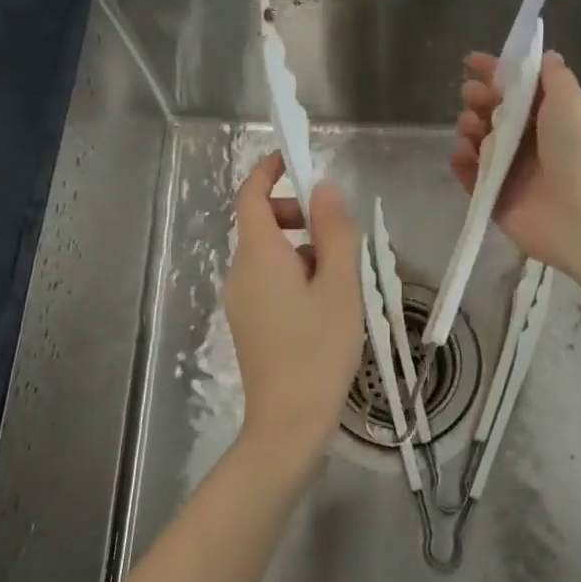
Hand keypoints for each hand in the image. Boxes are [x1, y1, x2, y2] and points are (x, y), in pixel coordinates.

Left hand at [224, 152, 365, 457]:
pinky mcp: (248, 322)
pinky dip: (293, 273)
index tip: (293, 158)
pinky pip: (268, 280)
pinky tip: (323, 306)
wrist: (288, 423)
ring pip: (268, 254)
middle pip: (260, 223)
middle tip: (335, 234)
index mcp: (259, 256)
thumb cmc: (319, 349)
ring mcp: (240, 300)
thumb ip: (334, 232)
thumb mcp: (340, 285)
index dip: (268, 171)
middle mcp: (240, 272)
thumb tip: (323, 189)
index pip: (250, 196)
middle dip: (295, 214)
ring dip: (301, 248)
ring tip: (339, 281)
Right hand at [449, 50, 580, 271]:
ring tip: (470, 128)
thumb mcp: (570, 100)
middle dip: (479, 100)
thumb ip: (554, 77)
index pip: (519, 90)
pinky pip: (471, 178)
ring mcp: (512, 174)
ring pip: (480, 144)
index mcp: (551, 119)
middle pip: (495, 116)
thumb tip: (547, 56)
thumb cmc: (577, 148)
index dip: (496, 73)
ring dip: (469, 129)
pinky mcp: (496, 200)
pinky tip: (461, 153)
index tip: (472, 61)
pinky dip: (462, 164)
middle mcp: (532, 144)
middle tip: (470, 96)